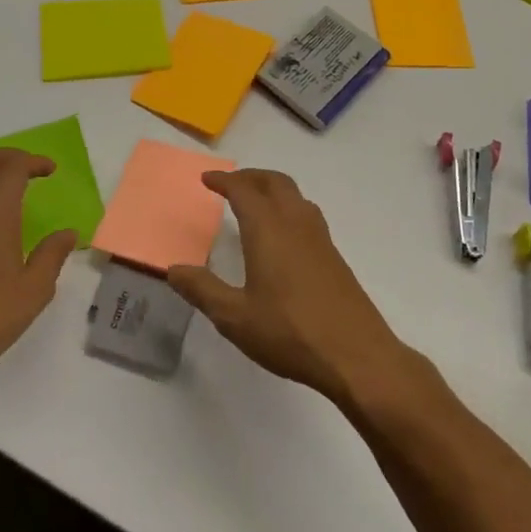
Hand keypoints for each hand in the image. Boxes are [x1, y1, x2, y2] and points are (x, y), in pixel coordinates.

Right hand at [167, 169, 406, 406]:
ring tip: (255, 203)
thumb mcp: (234, 317)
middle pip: (275, 183)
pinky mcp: (335, 257)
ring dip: (273, 189)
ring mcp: (320, 239)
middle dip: (251, 177)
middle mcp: (296, 224)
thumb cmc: (290, 333)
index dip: (224, 181)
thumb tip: (173, 269)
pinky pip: (308, 215)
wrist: (357, 355)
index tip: (207, 178)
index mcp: (268, 230)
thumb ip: (202, 290)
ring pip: (296, 196)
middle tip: (230, 184)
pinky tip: (282, 237)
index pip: (244, 191)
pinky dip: (288, 209)